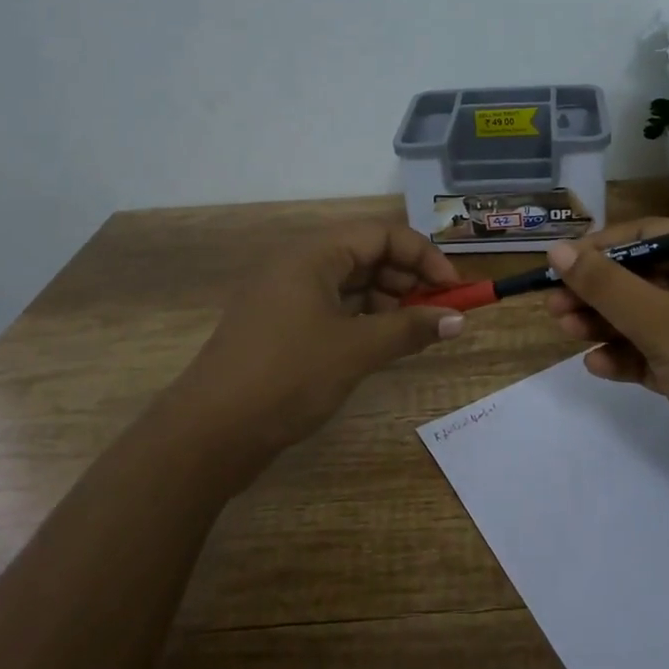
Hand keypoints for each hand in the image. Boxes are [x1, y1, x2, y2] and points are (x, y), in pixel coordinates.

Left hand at [170, 222, 465, 478]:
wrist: (209, 434)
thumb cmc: (287, 377)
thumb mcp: (356, 350)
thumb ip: (410, 329)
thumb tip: (459, 319)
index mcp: (312, 254)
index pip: (382, 233)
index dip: (423, 256)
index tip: (454, 289)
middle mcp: (298, 265)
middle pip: (366, 254)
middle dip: (408, 279)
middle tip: (438, 313)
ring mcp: (286, 296)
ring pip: (351, 283)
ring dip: (388, 301)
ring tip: (413, 332)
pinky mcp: (281, 326)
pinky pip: (333, 308)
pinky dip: (363, 320)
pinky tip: (382, 343)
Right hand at [545, 219, 668, 528]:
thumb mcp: (666, 325)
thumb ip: (608, 287)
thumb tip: (557, 248)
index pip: (649, 235)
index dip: (601, 247)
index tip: (560, 264)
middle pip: (642, 277)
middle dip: (598, 291)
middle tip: (553, 306)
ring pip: (644, 316)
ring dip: (605, 323)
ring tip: (565, 332)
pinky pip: (654, 353)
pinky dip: (626, 357)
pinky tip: (598, 366)